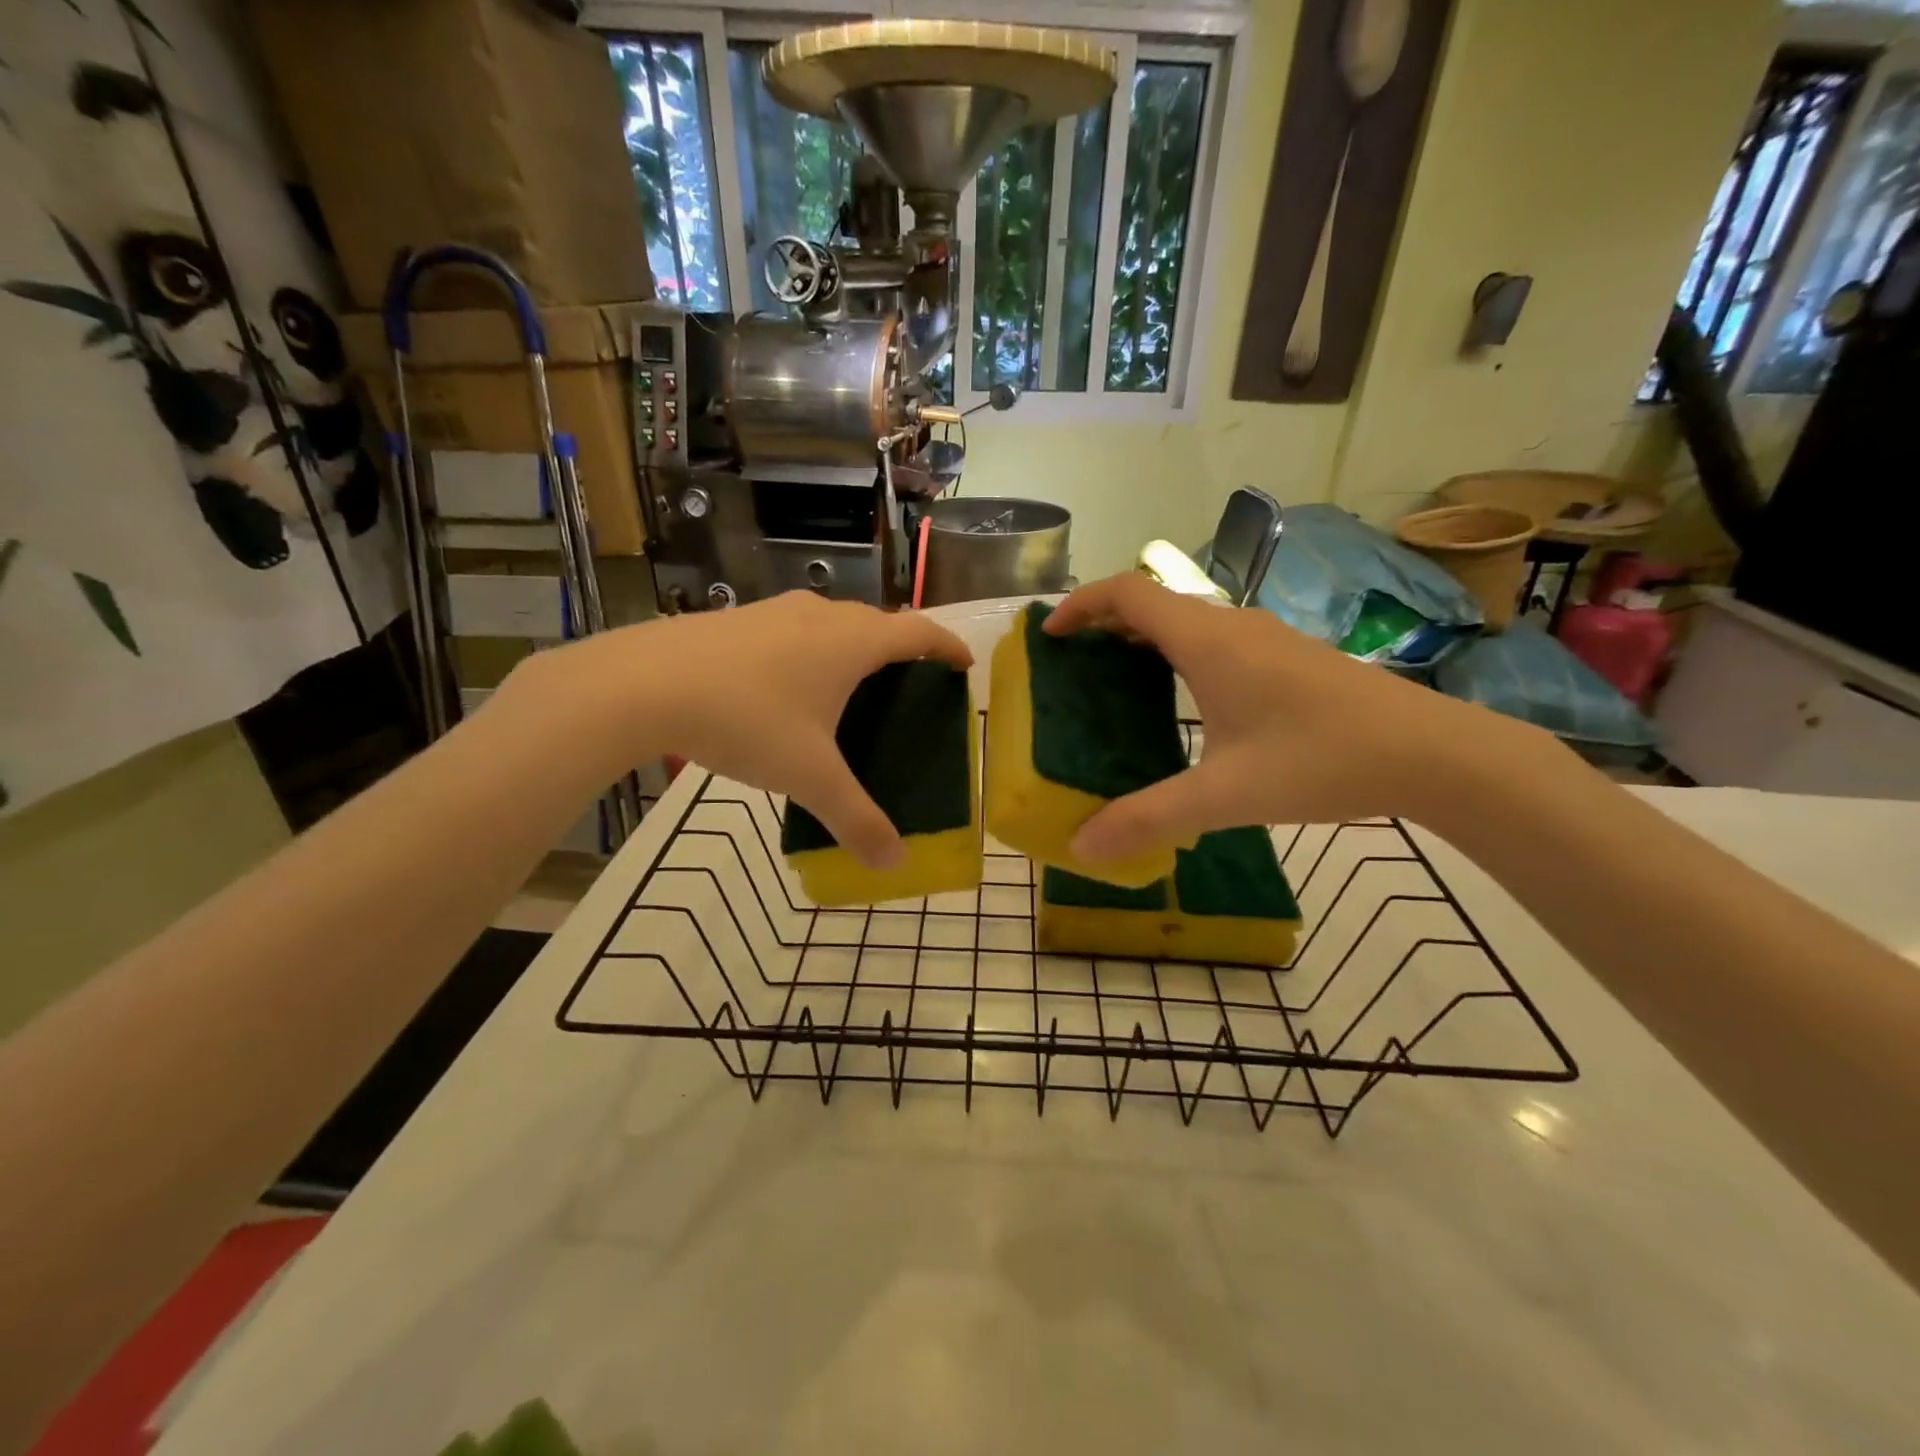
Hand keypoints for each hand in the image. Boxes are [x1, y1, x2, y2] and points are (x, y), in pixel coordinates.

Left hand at [513, 593, 972, 868]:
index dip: (947, 646)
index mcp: (852, 642)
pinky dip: (808, 652)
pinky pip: (791, 631)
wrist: (641, 684)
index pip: (918, 632)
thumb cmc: (746, 721)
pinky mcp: (734, 620)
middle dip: (900, 649)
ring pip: (830, 623)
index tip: (964, 665)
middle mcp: (819, 616)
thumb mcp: (809, 777)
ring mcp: (773, 612)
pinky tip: (783, 689)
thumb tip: (895, 863)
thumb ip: (856, 819)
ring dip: (851, 647)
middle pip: (876, 623)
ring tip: (849, 687)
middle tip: (907, 685)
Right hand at [1044, 574, 1532, 863]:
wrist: (1432, 752)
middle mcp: (1232, 626)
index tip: (1049, 635)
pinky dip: (1176, 653)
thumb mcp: (1225, 795)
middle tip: (1071, 664)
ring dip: (1142, 638)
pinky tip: (1181, 700)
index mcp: (1207, 641)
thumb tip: (1081, 847)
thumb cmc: (1321, 759)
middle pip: (1152, 602)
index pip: (1128, 592)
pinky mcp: (1287, 658)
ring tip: (1112, 680)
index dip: (1081, 605)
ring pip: (1186, 621)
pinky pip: (1212, 639)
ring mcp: (1265, 639)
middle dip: (1103, 623)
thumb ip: (1149, 819)